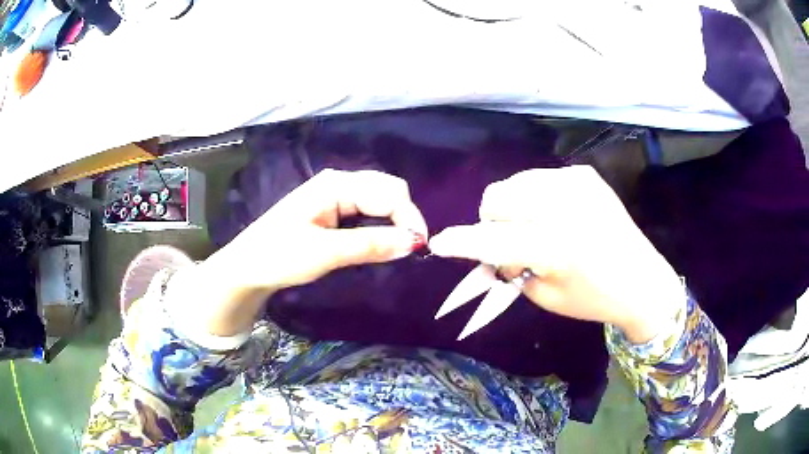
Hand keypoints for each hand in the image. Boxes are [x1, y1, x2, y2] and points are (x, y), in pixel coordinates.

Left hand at [168, 169, 427, 336]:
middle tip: (410, 250)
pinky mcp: (332, 211)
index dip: (409, 218)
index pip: (390, 192)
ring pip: (379, 201)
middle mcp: (339, 183)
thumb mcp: (326, 252)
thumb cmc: (279, 256)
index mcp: (336, 184)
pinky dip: (380, 226)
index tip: (420, 249)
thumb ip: (370, 245)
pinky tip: (381, 242)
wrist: (247, 268)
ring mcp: (335, 196)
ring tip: (398, 249)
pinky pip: (367, 212)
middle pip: (388, 191)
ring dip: (394, 222)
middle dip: (404, 217)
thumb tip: (414, 243)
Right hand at [429, 166, 683, 342]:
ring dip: (512, 207)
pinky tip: (556, 216)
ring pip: (515, 183)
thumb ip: (513, 267)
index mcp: (556, 246)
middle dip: (493, 222)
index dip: (462, 241)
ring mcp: (576, 183)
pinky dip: (535, 198)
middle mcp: (564, 206)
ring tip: (535, 229)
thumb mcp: (546, 295)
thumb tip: (495, 248)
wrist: (642, 280)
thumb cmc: (593, 298)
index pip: (494, 240)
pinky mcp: (584, 175)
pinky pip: (539, 179)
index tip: (439, 242)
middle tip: (513, 245)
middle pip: (497, 198)